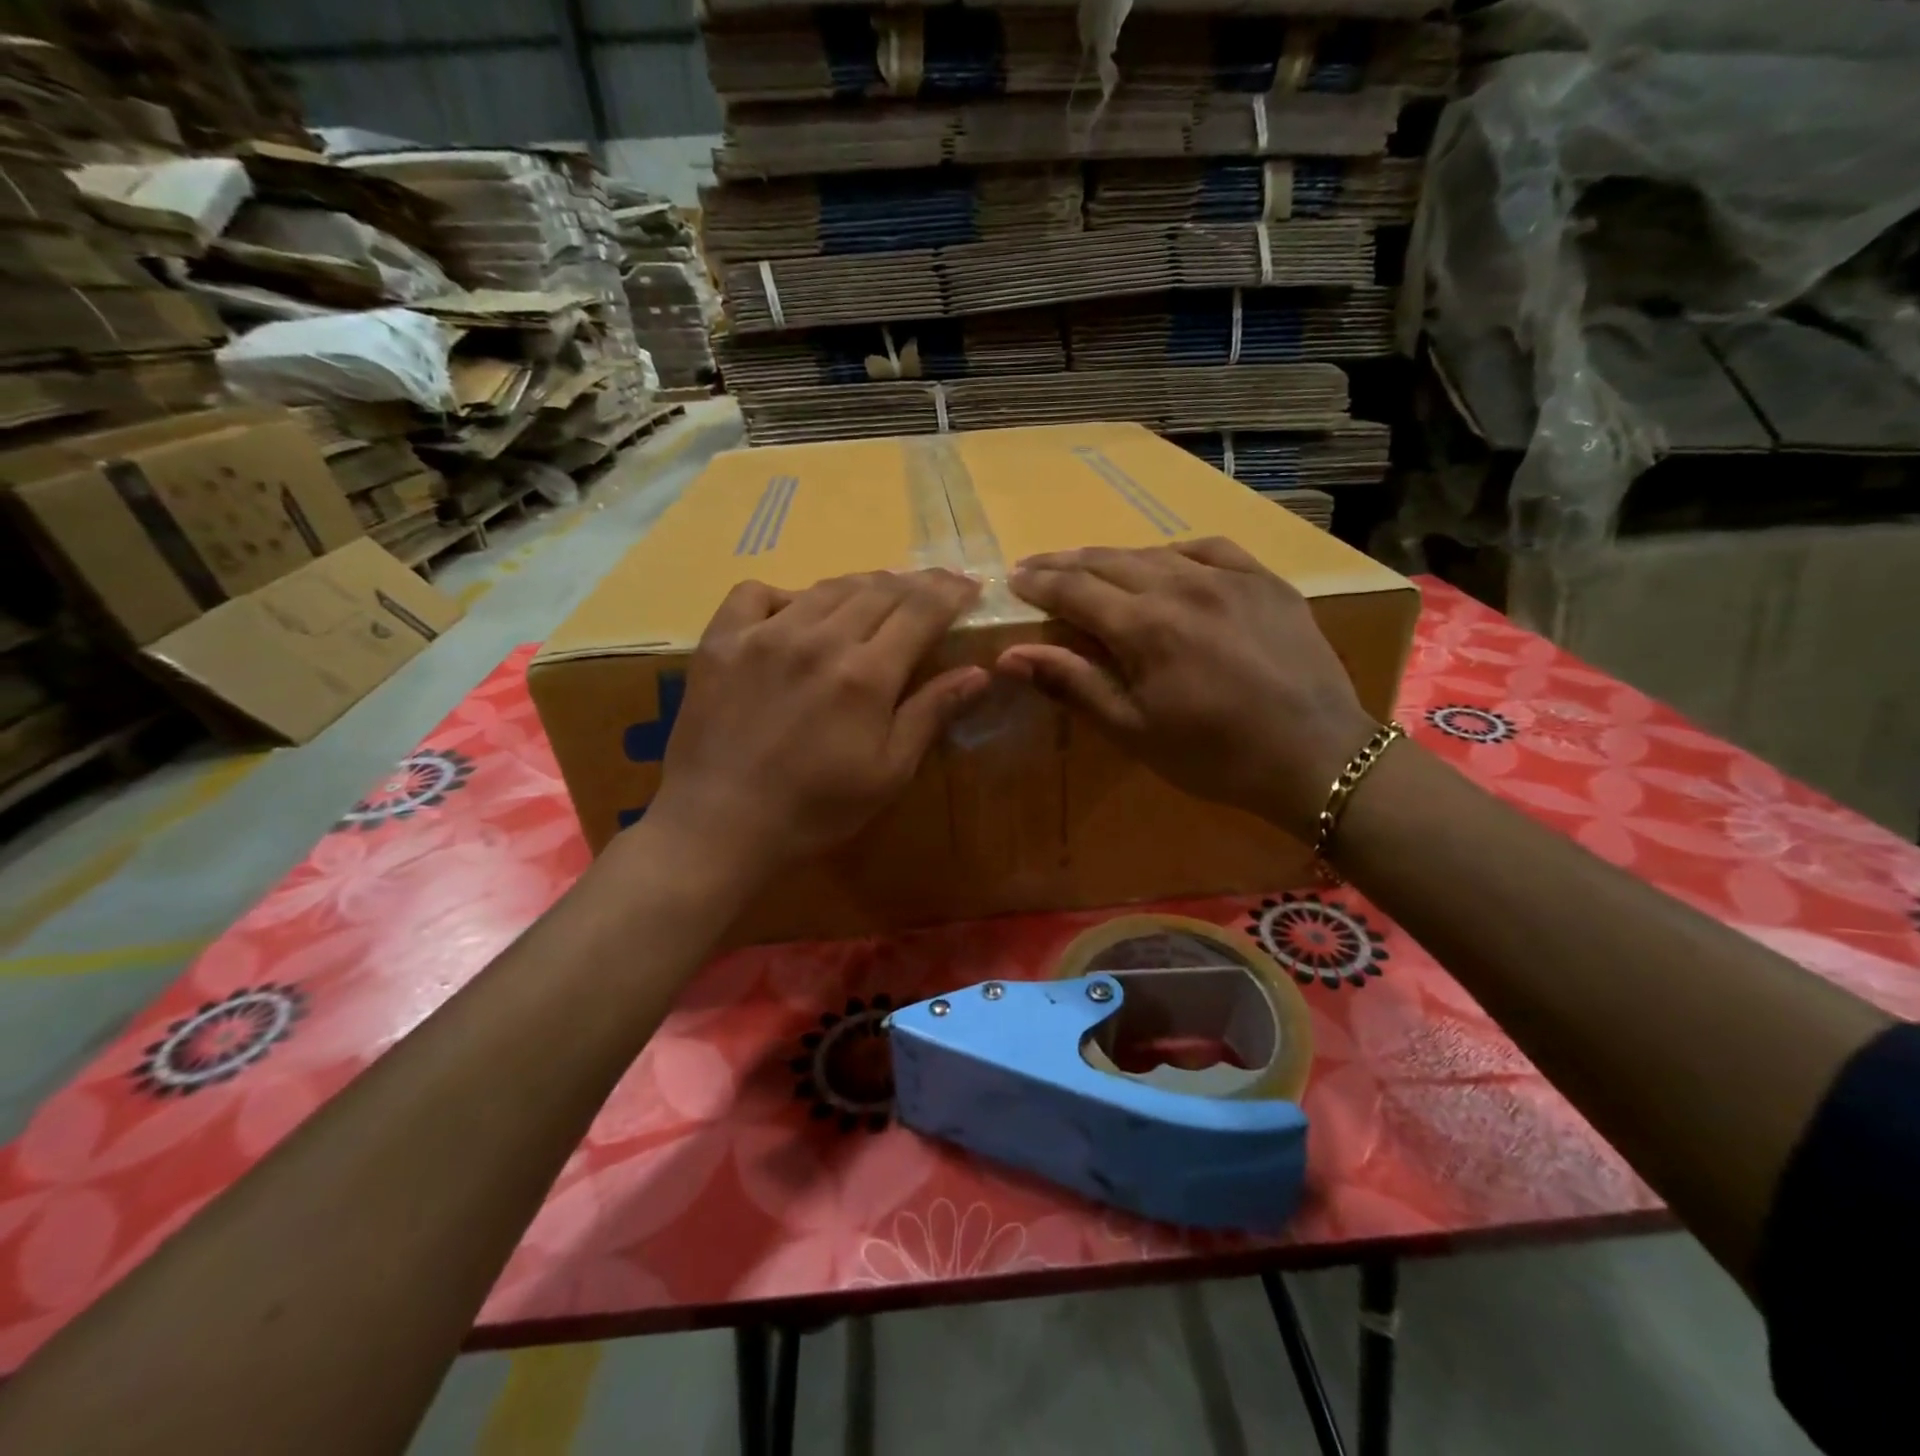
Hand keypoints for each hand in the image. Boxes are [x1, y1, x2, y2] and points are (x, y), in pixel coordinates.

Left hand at [645, 569, 988, 882]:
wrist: (719, 826)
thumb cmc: (815, 809)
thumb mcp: (888, 773)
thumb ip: (930, 714)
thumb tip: (978, 671)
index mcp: (866, 674)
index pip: (921, 610)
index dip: (951, 592)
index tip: (969, 586)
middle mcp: (818, 639)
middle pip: (879, 589)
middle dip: (916, 583)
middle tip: (934, 588)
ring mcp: (765, 634)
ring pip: (826, 587)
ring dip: (863, 584)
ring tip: (879, 594)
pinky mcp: (722, 640)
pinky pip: (757, 593)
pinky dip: (786, 595)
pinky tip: (795, 614)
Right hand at [998, 538, 1376, 839]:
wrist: (1316, 757)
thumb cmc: (1214, 756)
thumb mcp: (1134, 730)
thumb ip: (1073, 683)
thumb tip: (1011, 655)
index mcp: (1145, 626)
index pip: (1075, 590)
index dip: (1039, 583)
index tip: (1013, 579)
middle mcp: (1183, 585)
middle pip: (1108, 561)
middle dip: (1065, 563)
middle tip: (1035, 567)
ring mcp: (1230, 577)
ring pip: (1155, 552)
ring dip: (1114, 558)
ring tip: (1090, 567)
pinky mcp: (1266, 581)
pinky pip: (1210, 549)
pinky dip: (1175, 553)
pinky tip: (1167, 563)